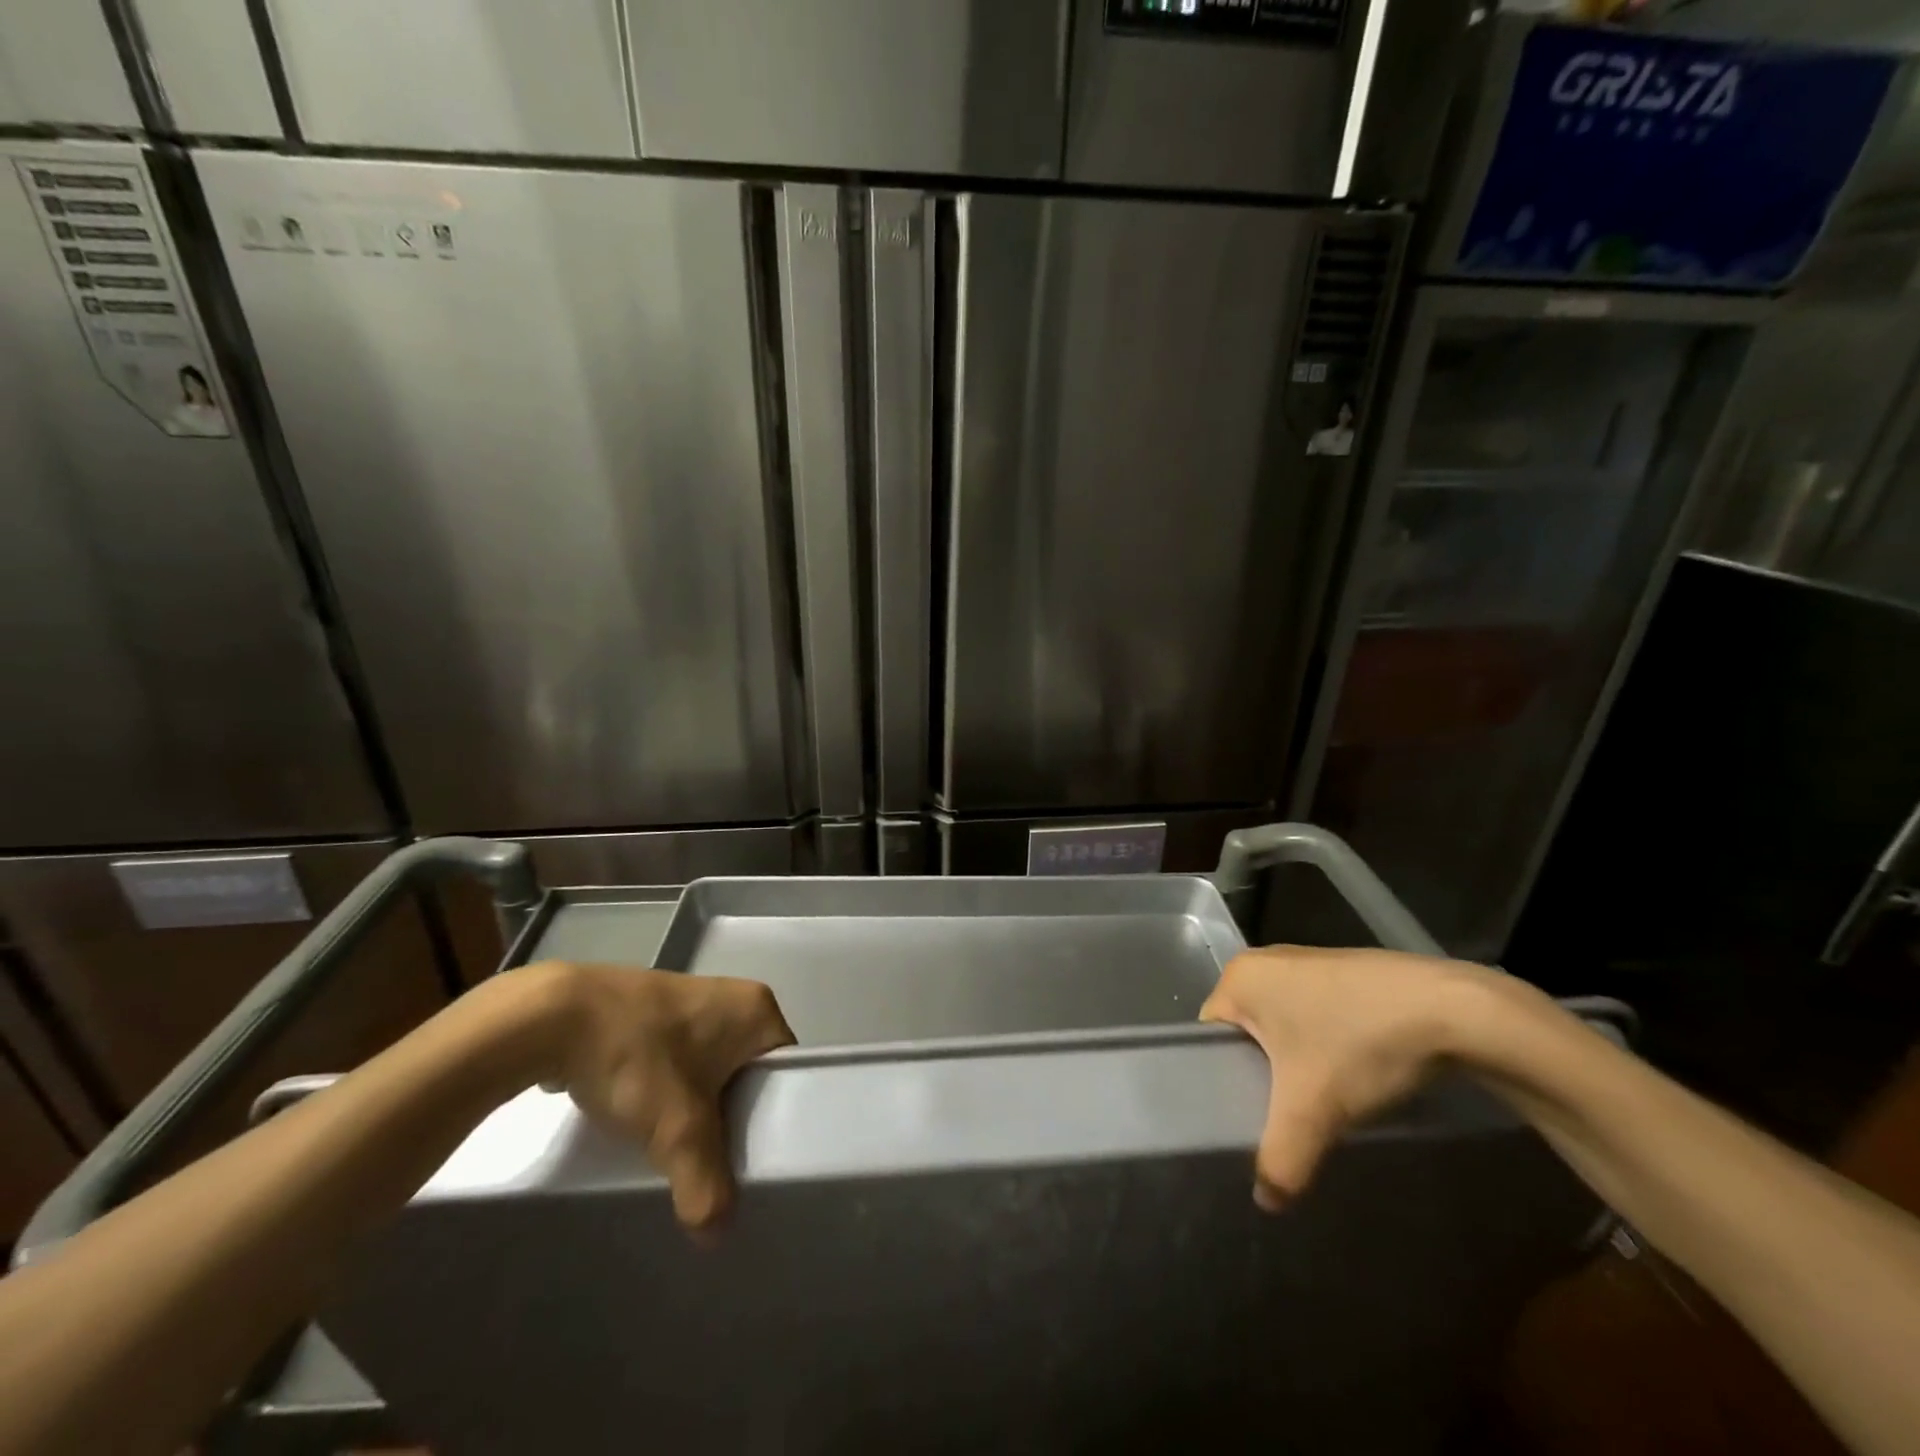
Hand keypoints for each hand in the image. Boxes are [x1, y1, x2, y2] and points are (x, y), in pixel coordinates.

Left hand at [523, 963, 795, 1229]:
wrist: (552, 1017)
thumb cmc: (638, 1057)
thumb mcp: (677, 1128)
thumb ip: (704, 1184)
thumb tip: (716, 1235)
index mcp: (758, 1008)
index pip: (788, 1071)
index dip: (776, 1118)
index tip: (755, 1159)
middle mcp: (732, 997)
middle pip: (750, 1074)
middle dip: (732, 1118)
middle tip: (716, 1161)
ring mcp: (691, 1000)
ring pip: (711, 1070)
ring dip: (696, 1108)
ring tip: (677, 1147)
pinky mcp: (653, 1011)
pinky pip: (678, 1060)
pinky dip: (667, 1091)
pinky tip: (642, 1119)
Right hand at [1200, 947, 1479, 1210]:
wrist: (1452, 1009)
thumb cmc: (1360, 1043)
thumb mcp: (1313, 1110)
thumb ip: (1280, 1160)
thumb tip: (1266, 1203)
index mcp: (1239, 978)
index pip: (1209, 1036)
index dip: (1222, 1079)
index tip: (1246, 1116)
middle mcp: (1264, 961)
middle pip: (1246, 1031)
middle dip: (1262, 1073)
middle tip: (1284, 1115)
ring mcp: (1306, 960)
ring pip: (1283, 1023)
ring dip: (1296, 1060)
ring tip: (1320, 1099)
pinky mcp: (1343, 969)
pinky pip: (1313, 1012)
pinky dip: (1324, 1042)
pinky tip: (1353, 1071)